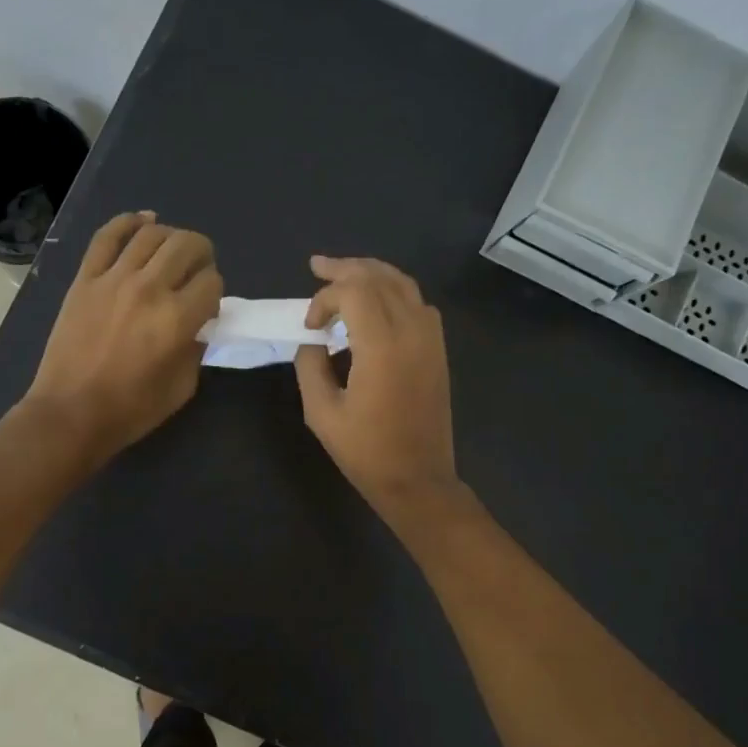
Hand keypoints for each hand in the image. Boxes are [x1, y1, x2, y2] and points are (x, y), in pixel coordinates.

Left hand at [21, 212, 221, 465]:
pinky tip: (143, 221)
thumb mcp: (182, 387)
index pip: (211, 282)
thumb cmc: (131, 409)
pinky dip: (128, 221)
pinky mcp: (85, 279)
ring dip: (171, 236)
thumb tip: (197, 324)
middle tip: (199, 269)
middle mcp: (148, 288)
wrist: (71, 413)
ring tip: (173, 251)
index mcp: (177, 319)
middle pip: (187, 245)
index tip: (207, 306)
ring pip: (151, 234)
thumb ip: (196, 348)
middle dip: (202, 253)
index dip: (215, 292)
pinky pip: (107, 236)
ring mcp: (112, 279)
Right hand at [294, 255, 461, 521]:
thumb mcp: (321, 413)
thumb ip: (310, 367)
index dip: (325, 298)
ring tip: (345, 274)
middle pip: (380, 277)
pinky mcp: (439, 351)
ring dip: (372, 274)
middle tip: (318, 266)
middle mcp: (412, 332)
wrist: (418, 480)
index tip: (309, 326)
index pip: (354, 291)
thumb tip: (311, 341)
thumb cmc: (366, 452)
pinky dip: (395, 292)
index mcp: (383, 346)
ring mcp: (431, 339)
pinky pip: (419, 303)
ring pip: (404, 284)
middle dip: (346, 269)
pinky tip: (377, 304)